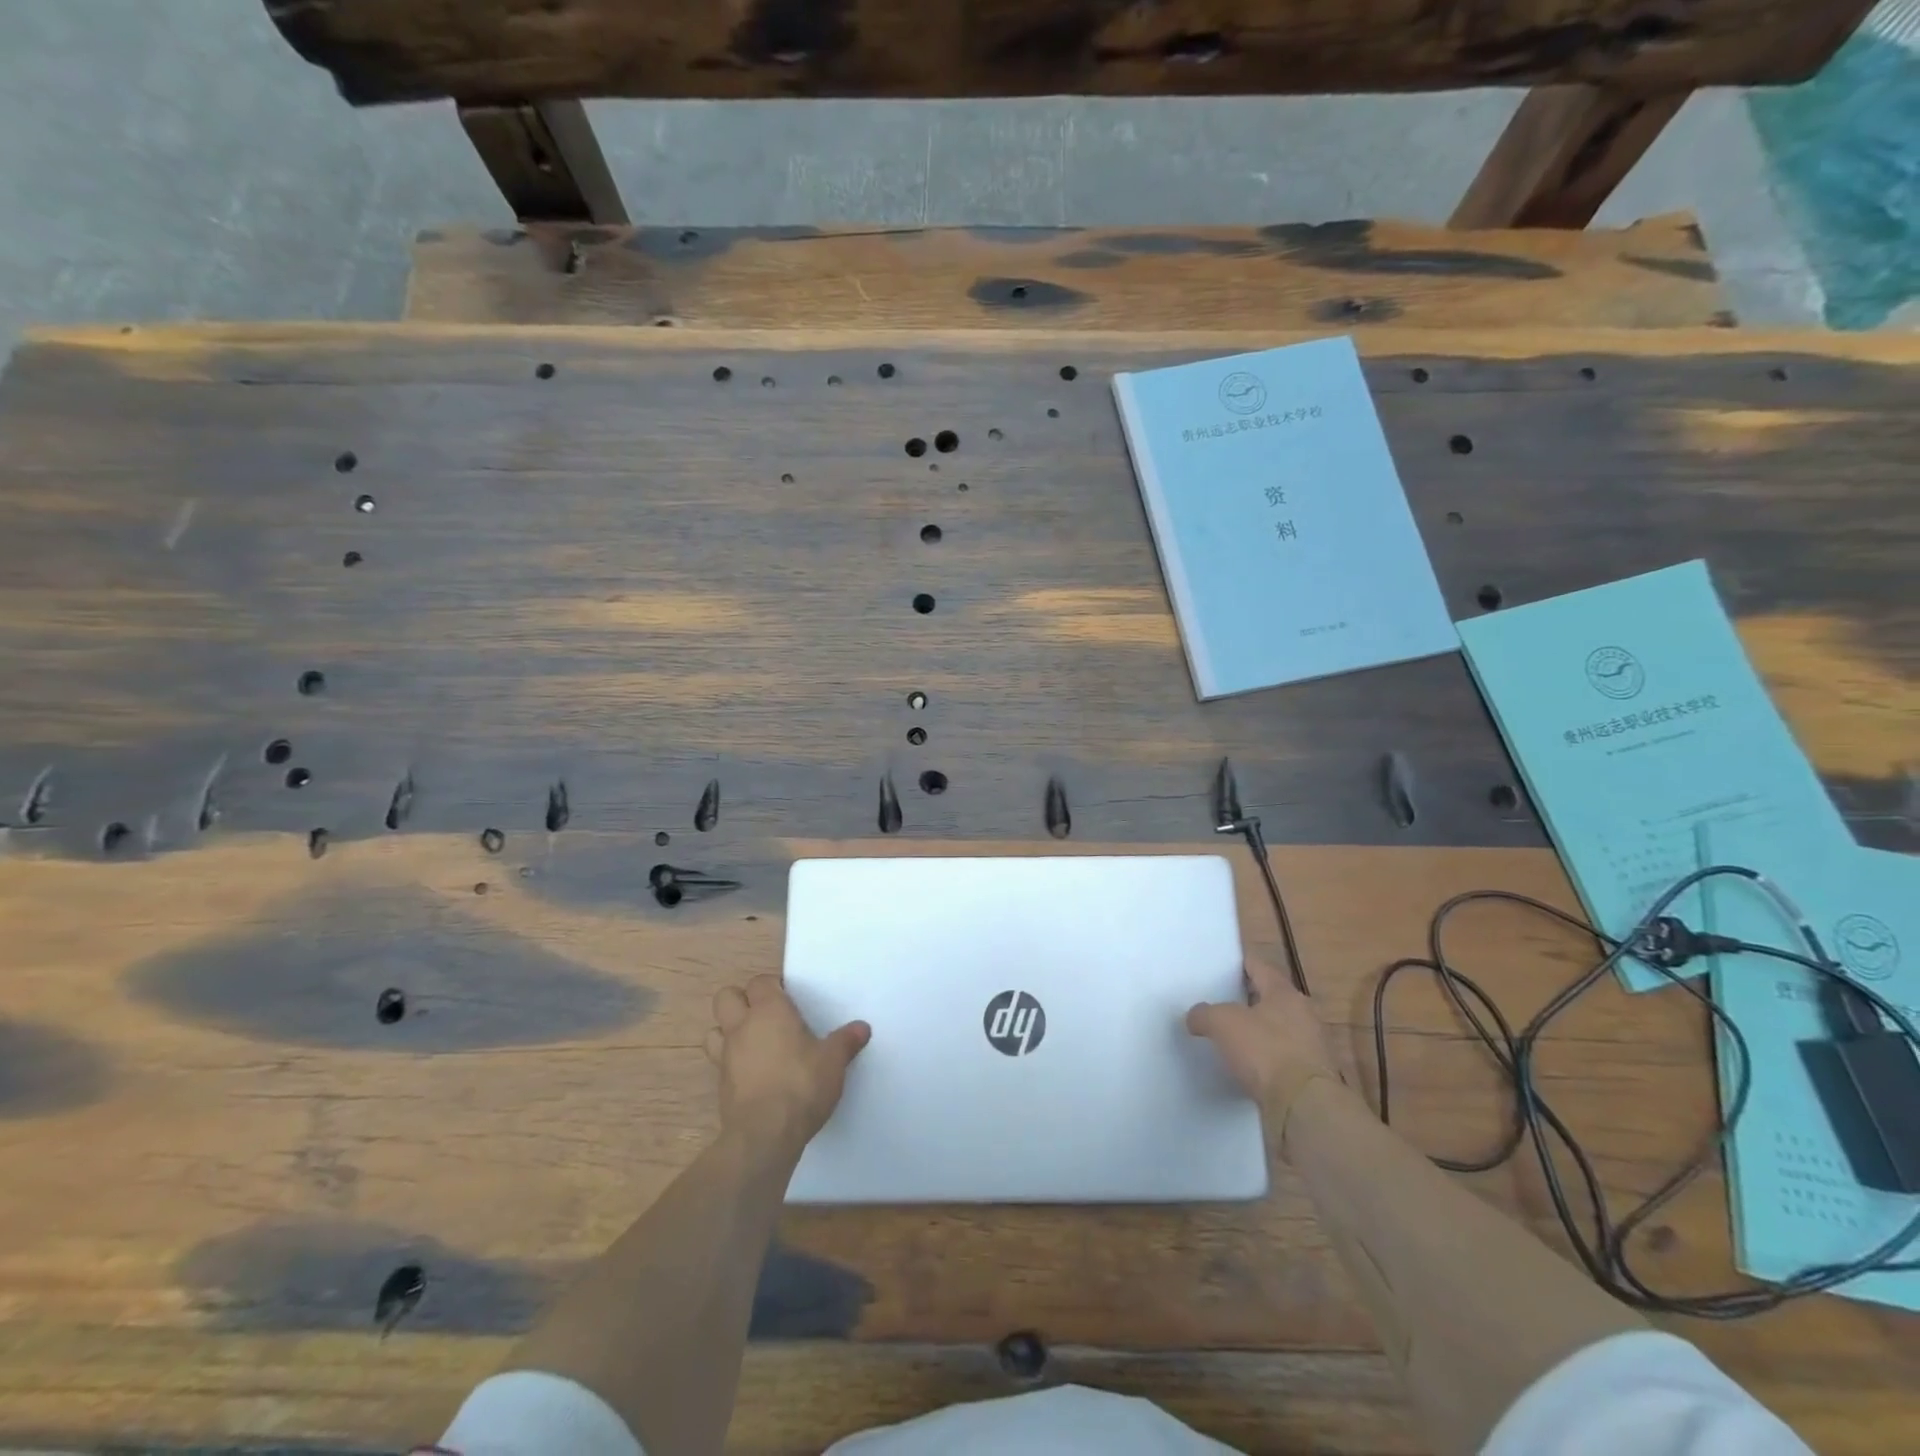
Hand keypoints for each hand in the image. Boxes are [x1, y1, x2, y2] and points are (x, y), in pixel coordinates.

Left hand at [705, 974, 869, 1152]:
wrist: (765, 1135)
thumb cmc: (802, 1085)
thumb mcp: (833, 1061)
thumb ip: (846, 1041)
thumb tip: (862, 1028)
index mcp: (769, 1011)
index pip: (760, 982)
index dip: (772, 986)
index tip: (789, 998)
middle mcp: (742, 1026)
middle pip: (726, 997)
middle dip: (741, 1000)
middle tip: (766, 1015)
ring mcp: (726, 1056)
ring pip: (714, 1029)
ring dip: (728, 1031)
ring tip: (752, 1043)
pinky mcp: (720, 1085)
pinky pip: (719, 1062)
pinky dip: (731, 1063)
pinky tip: (752, 1074)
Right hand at [1186, 958, 1343, 1151]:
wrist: (1304, 1107)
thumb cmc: (1265, 1051)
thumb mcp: (1222, 1023)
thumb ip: (1204, 1013)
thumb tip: (1195, 1016)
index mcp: (1285, 993)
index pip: (1259, 967)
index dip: (1238, 964)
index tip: (1220, 967)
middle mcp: (1303, 1014)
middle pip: (1270, 998)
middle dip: (1246, 1000)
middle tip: (1218, 1003)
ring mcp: (1311, 1046)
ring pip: (1277, 1029)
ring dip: (1257, 1032)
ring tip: (1229, 1037)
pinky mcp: (1310, 1076)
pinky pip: (1281, 1058)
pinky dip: (1265, 1059)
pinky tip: (1245, 1067)